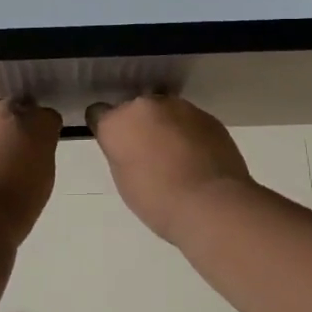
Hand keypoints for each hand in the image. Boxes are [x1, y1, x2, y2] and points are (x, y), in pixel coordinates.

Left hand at [0, 100, 62, 246]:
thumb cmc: (19, 202)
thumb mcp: (44, 176)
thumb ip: (40, 152)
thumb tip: (32, 148)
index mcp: (35, 122)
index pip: (47, 117)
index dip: (46, 133)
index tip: (42, 150)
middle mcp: (5, 112)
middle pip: (16, 110)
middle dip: (19, 126)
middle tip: (19, 152)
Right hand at [87, 95, 255, 244]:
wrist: (212, 205)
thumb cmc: (158, 201)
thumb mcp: (124, 180)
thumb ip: (121, 153)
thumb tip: (130, 146)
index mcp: (117, 122)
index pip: (99, 113)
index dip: (106, 129)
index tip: (115, 145)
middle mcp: (145, 106)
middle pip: (135, 110)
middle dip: (139, 126)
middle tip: (148, 154)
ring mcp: (180, 107)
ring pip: (165, 112)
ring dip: (166, 127)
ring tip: (178, 158)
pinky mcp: (208, 116)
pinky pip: (190, 121)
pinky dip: (190, 134)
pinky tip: (198, 159)